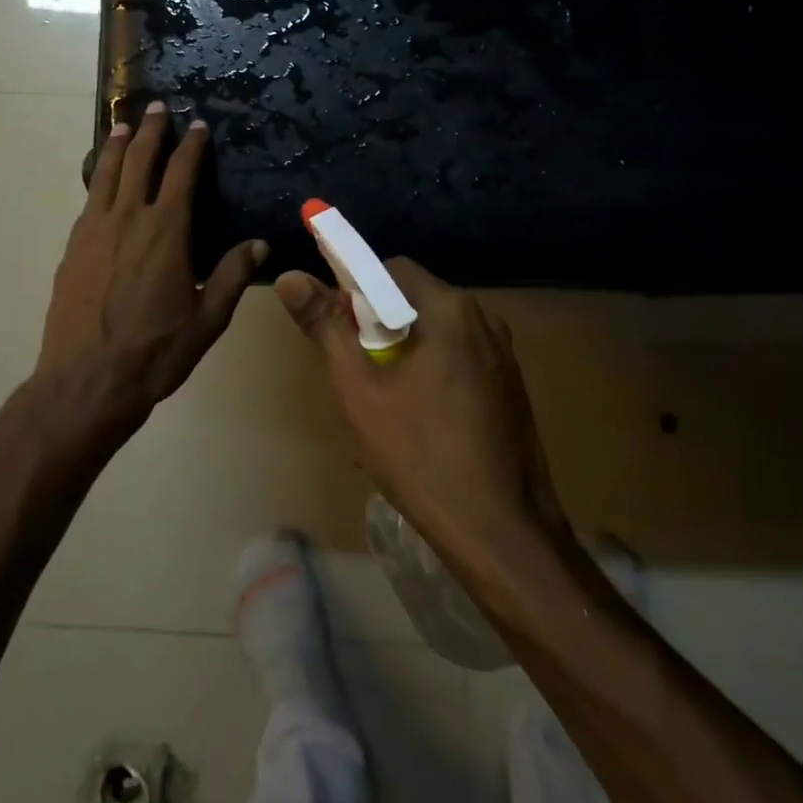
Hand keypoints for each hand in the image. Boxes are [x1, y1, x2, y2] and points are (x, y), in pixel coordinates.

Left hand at [34, 103, 267, 444]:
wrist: (86, 379)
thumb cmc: (155, 351)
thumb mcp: (207, 319)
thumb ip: (231, 276)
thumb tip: (259, 245)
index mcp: (166, 232)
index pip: (181, 174)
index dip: (190, 146)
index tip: (197, 125)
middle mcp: (128, 219)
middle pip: (139, 161)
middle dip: (151, 131)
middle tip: (158, 108)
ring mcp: (94, 231)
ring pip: (106, 174)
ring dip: (117, 146)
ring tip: (123, 125)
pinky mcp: (72, 248)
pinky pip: (89, 200)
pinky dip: (98, 178)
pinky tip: (101, 180)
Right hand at [274, 259, 575, 560]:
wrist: (502, 533)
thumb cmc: (421, 454)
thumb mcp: (359, 388)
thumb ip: (326, 326)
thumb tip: (290, 276)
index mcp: (449, 308)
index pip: (390, 270)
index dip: (355, 292)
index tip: (338, 332)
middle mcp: (484, 319)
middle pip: (415, 300)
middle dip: (378, 326)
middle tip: (357, 373)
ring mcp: (503, 355)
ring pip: (436, 333)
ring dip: (404, 352)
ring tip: (383, 403)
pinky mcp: (511, 387)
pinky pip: (459, 360)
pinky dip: (432, 373)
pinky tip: (419, 421)